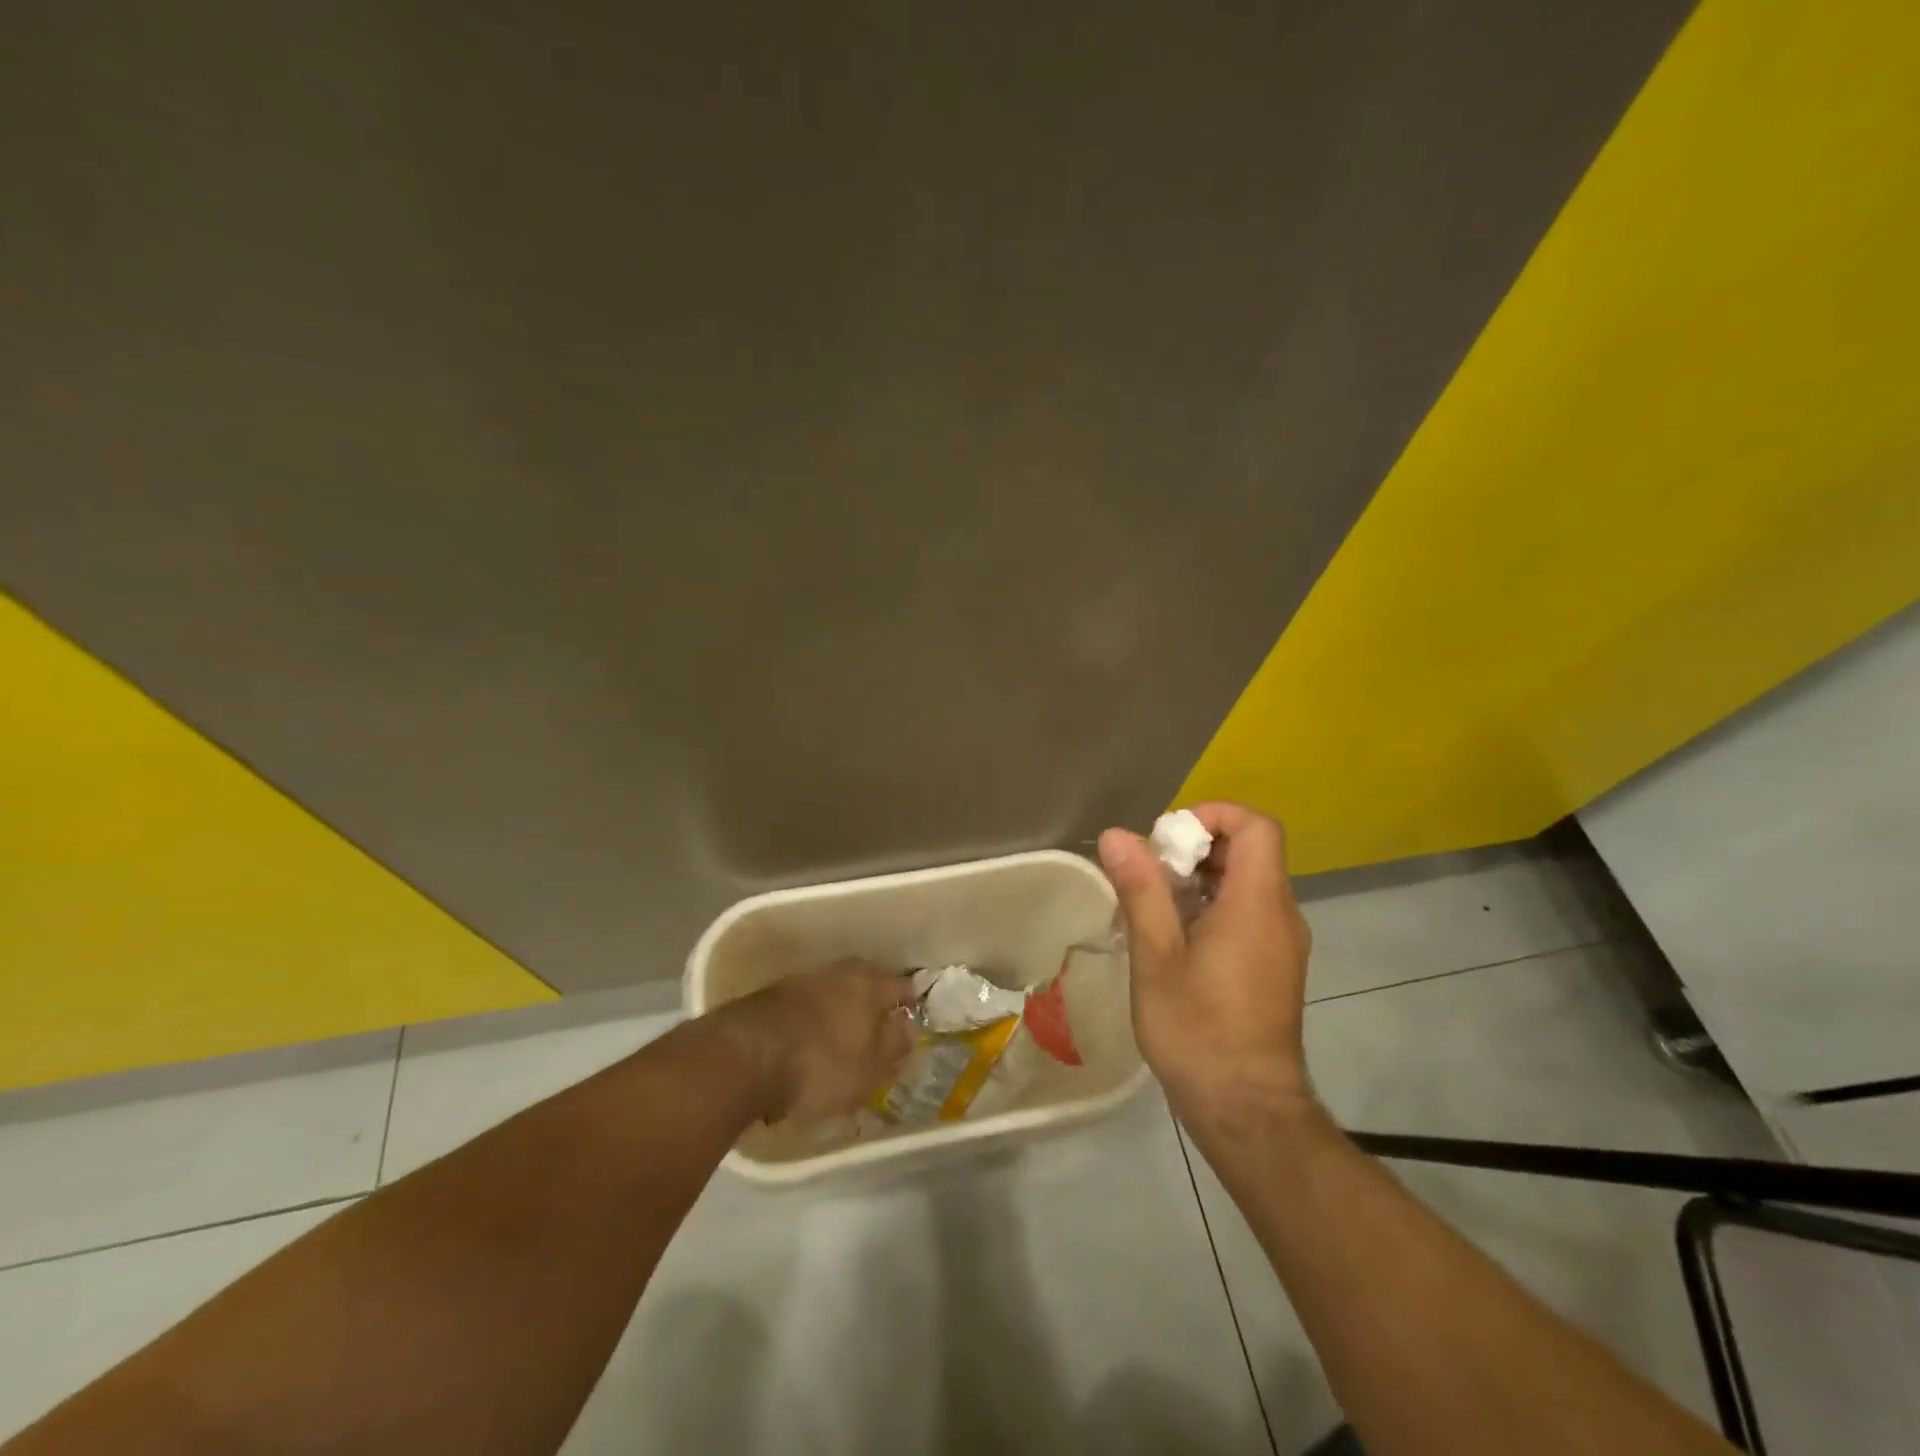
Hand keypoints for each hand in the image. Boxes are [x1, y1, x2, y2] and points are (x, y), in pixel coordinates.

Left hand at [712, 959, 918, 1121]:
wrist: (744, 1056)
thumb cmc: (821, 1064)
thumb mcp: (870, 1069)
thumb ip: (895, 1045)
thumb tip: (909, 1026)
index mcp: (870, 985)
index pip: (902, 987)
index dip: (910, 1004)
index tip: (911, 1021)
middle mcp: (840, 972)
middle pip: (866, 981)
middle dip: (874, 1000)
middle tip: (878, 1026)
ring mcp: (803, 979)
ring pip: (834, 989)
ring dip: (841, 1006)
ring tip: (842, 1034)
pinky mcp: (773, 994)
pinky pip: (806, 1002)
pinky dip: (813, 1016)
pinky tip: (808, 1037)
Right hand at [1098, 803, 1313, 1128]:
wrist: (1246, 1110)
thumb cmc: (1197, 1029)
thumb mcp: (1156, 955)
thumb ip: (1141, 889)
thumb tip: (1117, 835)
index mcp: (1257, 903)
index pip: (1257, 826)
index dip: (1214, 815)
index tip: (1168, 837)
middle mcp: (1281, 915)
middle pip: (1251, 851)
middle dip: (1198, 847)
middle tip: (1150, 872)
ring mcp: (1283, 944)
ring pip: (1248, 883)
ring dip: (1202, 878)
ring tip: (1154, 905)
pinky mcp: (1276, 968)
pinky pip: (1250, 914)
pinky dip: (1214, 906)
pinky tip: (1175, 938)